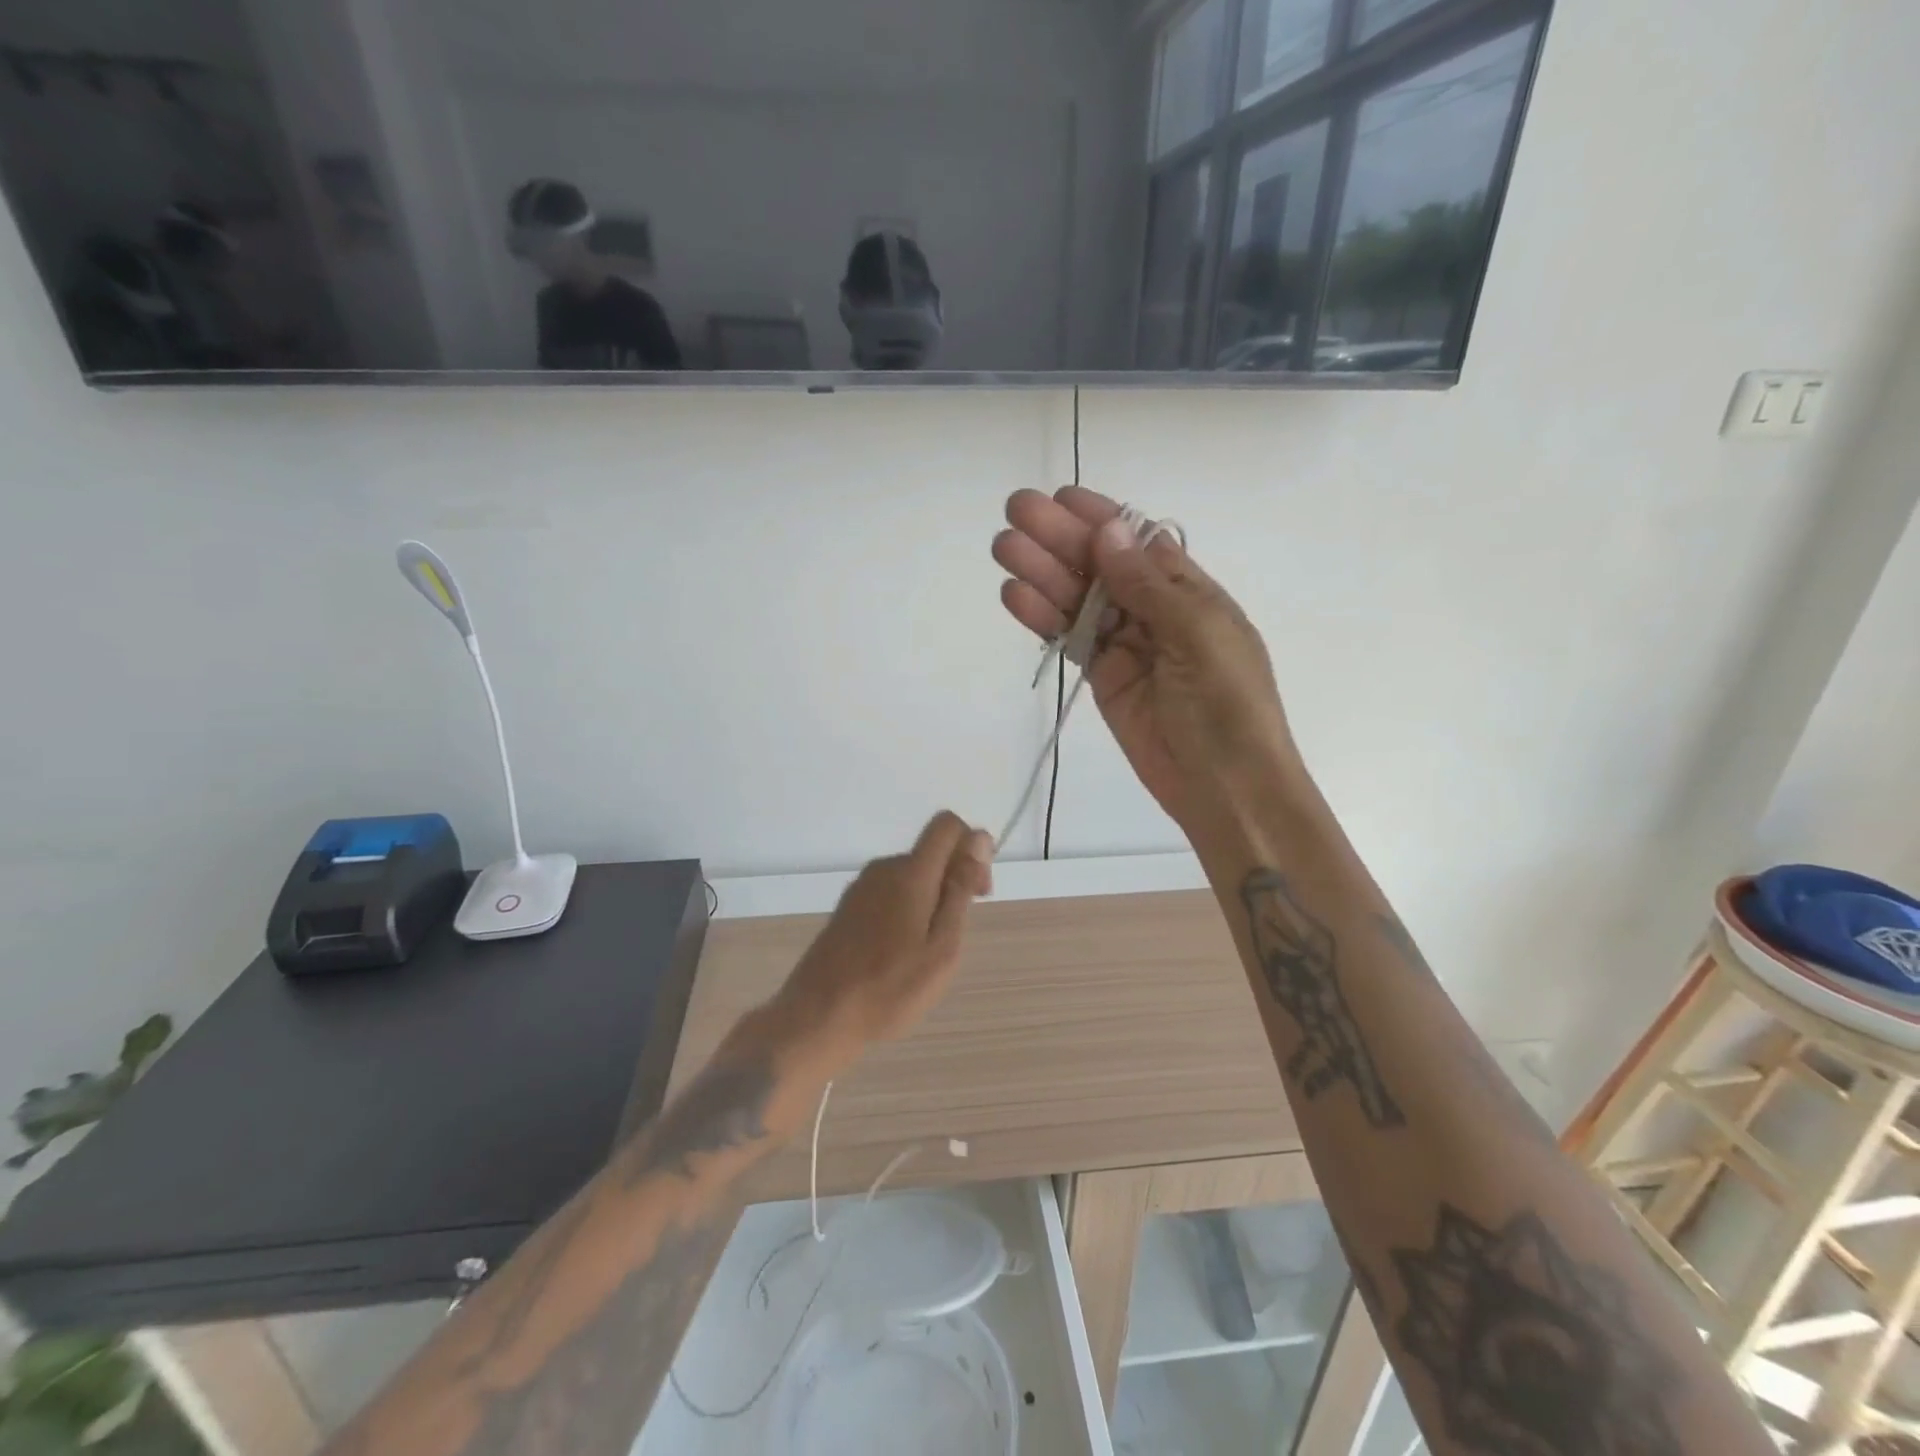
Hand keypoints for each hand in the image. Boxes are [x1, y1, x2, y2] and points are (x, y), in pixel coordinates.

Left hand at [777, 812, 994, 1060]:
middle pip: (931, 852)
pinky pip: (891, 891)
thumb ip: (960, 890)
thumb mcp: (942, 947)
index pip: (947, 825)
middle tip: (958, 932)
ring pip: (912, 874)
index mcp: (910, 873)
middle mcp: (883, 869)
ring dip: (932, 897)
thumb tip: (978, 840)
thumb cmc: (890, 988)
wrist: (818, 1016)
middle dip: (956, 878)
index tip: (979, 889)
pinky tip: (902, 952)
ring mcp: (861, 887)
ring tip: (929, 951)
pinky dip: (908, 908)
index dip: (972, 845)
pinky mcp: (848, 907)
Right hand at [993, 486, 1305, 833]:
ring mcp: (1126, 645)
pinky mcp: (1103, 678)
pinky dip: (1044, 619)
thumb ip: (1148, 586)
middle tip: (1014, 513)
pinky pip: (1070, 639)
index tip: (1059, 498)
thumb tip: (1109, 531)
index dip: (1100, 518)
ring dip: (1042, 573)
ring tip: (1002, 548)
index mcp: (1190, 592)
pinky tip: (1015, 596)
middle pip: (1101, 566)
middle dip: (1060, 539)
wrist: (1226, 787)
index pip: (1139, 542)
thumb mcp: (1199, 635)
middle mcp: (1155, 611)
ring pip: (1079, 600)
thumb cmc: (1228, 706)